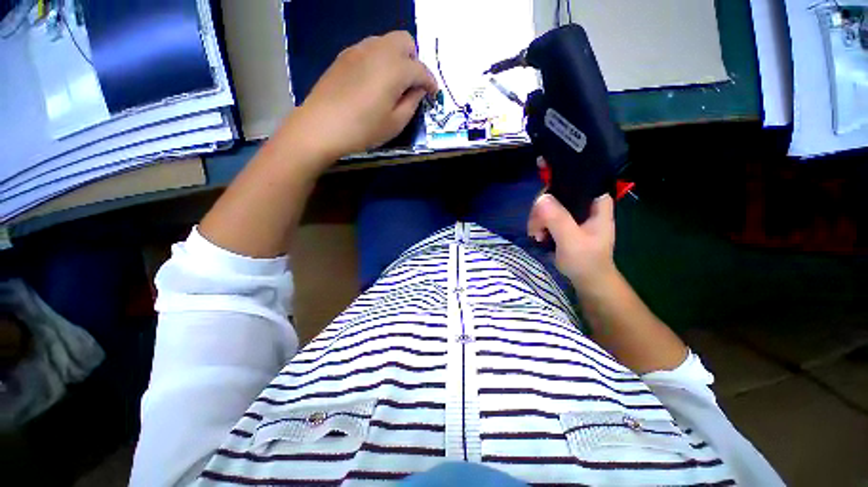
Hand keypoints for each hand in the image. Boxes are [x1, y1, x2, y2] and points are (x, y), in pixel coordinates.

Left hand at [281, 31, 437, 163]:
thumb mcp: (395, 123)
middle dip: (414, 61)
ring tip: (394, 84)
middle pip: (405, 41)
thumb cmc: (363, 129)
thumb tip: (417, 90)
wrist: (322, 125)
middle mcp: (379, 50)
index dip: (431, 82)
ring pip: (386, 42)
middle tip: (412, 85)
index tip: (433, 94)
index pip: (421, 69)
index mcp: (395, 68)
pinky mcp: (345, 56)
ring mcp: (359, 49)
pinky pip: (370, 49)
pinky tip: (374, 82)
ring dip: (397, 58)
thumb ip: (412, 103)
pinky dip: (380, 60)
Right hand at [527, 192, 616, 289]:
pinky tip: (538, 236)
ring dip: (538, 220)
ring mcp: (574, 214)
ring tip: (537, 236)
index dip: (556, 184)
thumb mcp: (571, 240)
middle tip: (536, 228)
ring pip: (549, 205)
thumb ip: (558, 219)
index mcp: (596, 202)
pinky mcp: (565, 222)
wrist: (588, 280)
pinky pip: (547, 215)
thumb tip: (541, 198)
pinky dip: (539, 225)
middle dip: (541, 210)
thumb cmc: (585, 261)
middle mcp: (585, 203)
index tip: (541, 202)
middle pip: (557, 193)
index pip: (576, 180)